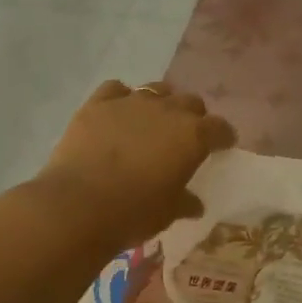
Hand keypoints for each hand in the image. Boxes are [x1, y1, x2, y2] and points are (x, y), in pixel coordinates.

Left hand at [35, 81, 236, 247]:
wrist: (78, 205)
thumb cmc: (134, 212)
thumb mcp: (168, 213)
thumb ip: (185, 202)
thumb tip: (195, 204)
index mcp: (193, 136)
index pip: (219, 128)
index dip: (223, 137)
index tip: (222, 146)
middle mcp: (167, 110)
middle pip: (190, 102)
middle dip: (193, 117)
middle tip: (186, 137)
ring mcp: (131, 102)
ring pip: (156, 90)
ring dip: (160, 103)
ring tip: (153, 122)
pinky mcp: (97, 104)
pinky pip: (116, 90)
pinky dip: (122, 99)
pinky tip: (118, 114)